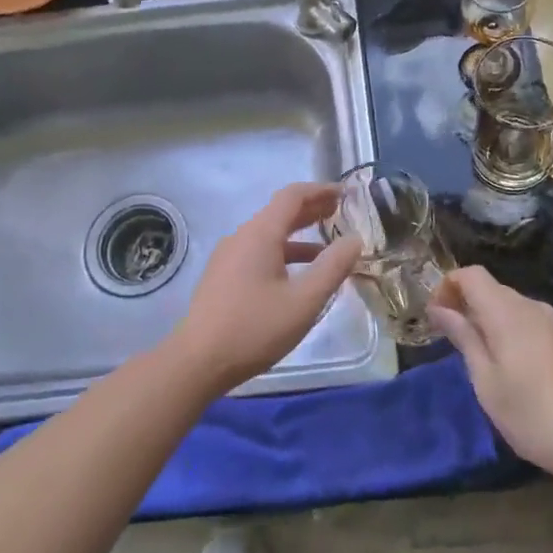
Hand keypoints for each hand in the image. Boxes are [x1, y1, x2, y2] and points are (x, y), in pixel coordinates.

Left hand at [169, 183, 363, 394]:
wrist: (197, 361)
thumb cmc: (254, 328)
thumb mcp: (304, 301)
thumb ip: (332, 268)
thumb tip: (354, 240)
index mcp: (260, 234)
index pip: (293, 196)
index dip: (321, 190)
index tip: (346, 193)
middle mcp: (242, 237)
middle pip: (280, 212)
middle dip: (312, 210)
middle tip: (341, 213)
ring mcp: (229, 256)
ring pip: (269, 234)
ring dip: (299, 234)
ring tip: (328, 245)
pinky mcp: (223, 276)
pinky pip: (259, 252)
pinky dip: (284, 253)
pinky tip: (298, 275)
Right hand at [429, 265, 552, 483]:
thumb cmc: (534, 415)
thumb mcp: (487, 382)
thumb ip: (464, 338)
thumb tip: (439, 308)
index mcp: (508, 311)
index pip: (471, 274)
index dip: (447, 286)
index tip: (435, 317)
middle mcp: (533, 307)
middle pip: (491, 289)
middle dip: (466, 305)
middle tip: (451, 342)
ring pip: (511, 306)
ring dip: (488, 320)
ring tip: (479, 359)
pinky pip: (529, 321)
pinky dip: (510, 331)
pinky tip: (512, 368)